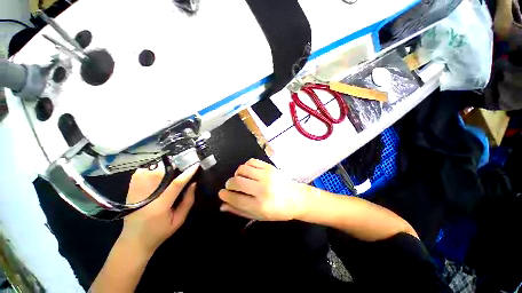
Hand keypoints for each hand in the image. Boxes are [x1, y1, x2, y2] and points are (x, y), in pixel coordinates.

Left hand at [118, 163, 198, 255]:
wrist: (134, 241)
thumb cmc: (159, 232)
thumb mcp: (179, 220)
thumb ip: (188, 201)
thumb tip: (194, 184)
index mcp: (160, 206)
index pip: (176, 185)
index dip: (187, 174)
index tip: (196, 165)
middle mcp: (146, 196)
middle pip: (161, 173)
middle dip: (175, 166)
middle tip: (185, 163)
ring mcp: (135, 192)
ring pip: (150, 171)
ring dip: (163, 167)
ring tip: (173, 166)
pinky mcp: (130, 191)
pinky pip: (140, 173)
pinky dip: (150, 168)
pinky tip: (157, 170)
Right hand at [218, 159, 305, 220]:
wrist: (297, 198)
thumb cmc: (279, 210)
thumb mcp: (259, 216)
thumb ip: (240, 210)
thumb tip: (223, 205)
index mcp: (260, 205)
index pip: (235, 198)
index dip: (225, 195)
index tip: (222, 193)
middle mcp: (262, 189)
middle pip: (236, 182)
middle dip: (229, 184)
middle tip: (231, 187)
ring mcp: (267, 176)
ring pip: (242, 169)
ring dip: (237, 174)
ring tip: (241, 179)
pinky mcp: (270, 167)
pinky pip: (251, 161)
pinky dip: (246, 166)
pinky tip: (248, 172)